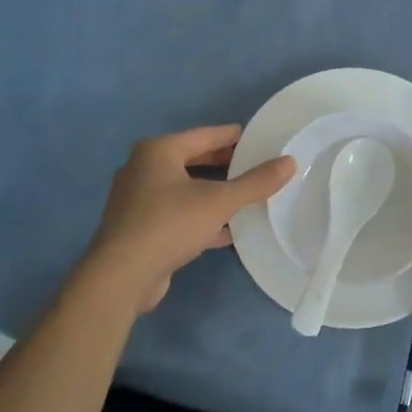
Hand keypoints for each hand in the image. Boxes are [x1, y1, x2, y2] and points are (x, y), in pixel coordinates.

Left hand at [80, 126, 295, 313]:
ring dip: (213, 192)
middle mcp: (144, 169)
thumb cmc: (169, 224)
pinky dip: (201, 217)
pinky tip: (228, 230)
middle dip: (224, 164)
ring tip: (247, 196)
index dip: (233, 136)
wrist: (121, 276)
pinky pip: (178, 213)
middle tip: (256, 165)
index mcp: (158, 151)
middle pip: (193, 160)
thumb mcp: (219, 201)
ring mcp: (138, 200)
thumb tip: (290, 162)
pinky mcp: (139, 229)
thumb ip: (256, 182)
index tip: (259, 138)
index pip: (205, 135)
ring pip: (185, 189)